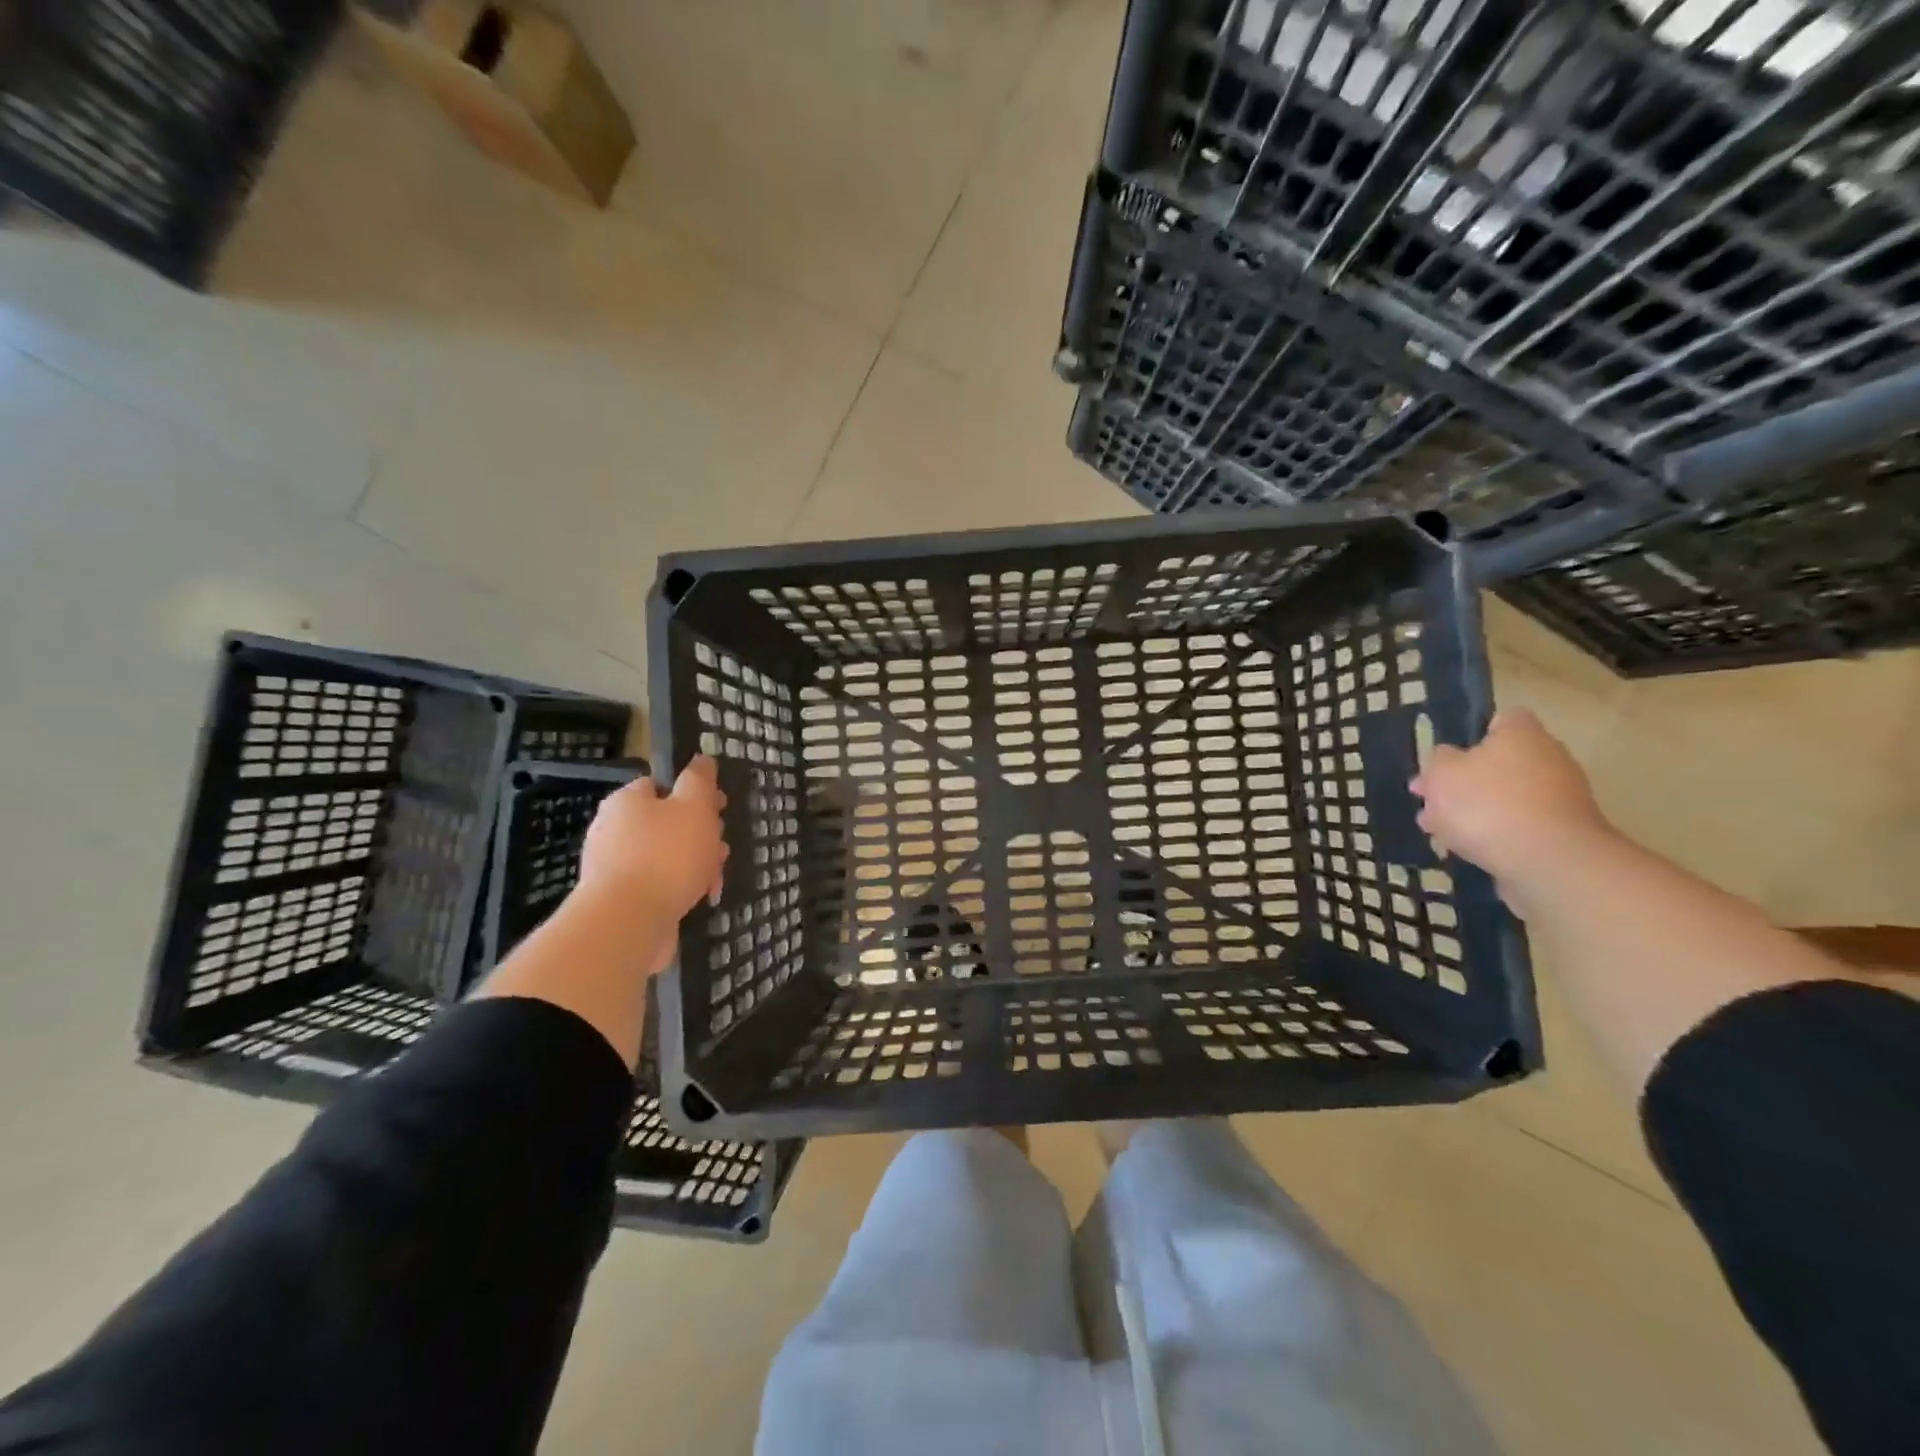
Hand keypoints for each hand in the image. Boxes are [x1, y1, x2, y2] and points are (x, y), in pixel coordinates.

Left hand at [579, 755, 729, 919]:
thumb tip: (702, 758)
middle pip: (667, 822)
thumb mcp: (694, 807)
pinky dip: (680, 888)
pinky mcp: (621, 899)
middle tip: (721, 848)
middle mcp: (614, 829)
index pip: (662, 785)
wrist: (628, 923)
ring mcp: (615, 866)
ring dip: (696, 864)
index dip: (695, 794)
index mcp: (627, 800)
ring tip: (715, 880)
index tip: (720, 809)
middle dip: (701, 834)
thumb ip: (700, 780)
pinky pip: (658, 884)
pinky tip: (699, 899)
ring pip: (667, 856)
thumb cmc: (666, 855)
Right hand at [1410, 710, 1610, 886]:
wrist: (1549, 862)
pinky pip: (1519, 825)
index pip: (1501, 720)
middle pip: (1500, 763)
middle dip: (1465, 781)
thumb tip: (1447, 758)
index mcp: (1522, 734)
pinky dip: (1495, 834)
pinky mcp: (1563, 833)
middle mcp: (1549, 758)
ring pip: (1506, 797)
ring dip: (1475, 810)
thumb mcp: (1441, 774)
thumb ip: (1438, 760)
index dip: (1472, 735)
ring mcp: (1562, 797)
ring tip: (1438, 830)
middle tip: (1431, 800)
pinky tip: (1466, 849)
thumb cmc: (1487, 804)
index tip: (1446, 757)